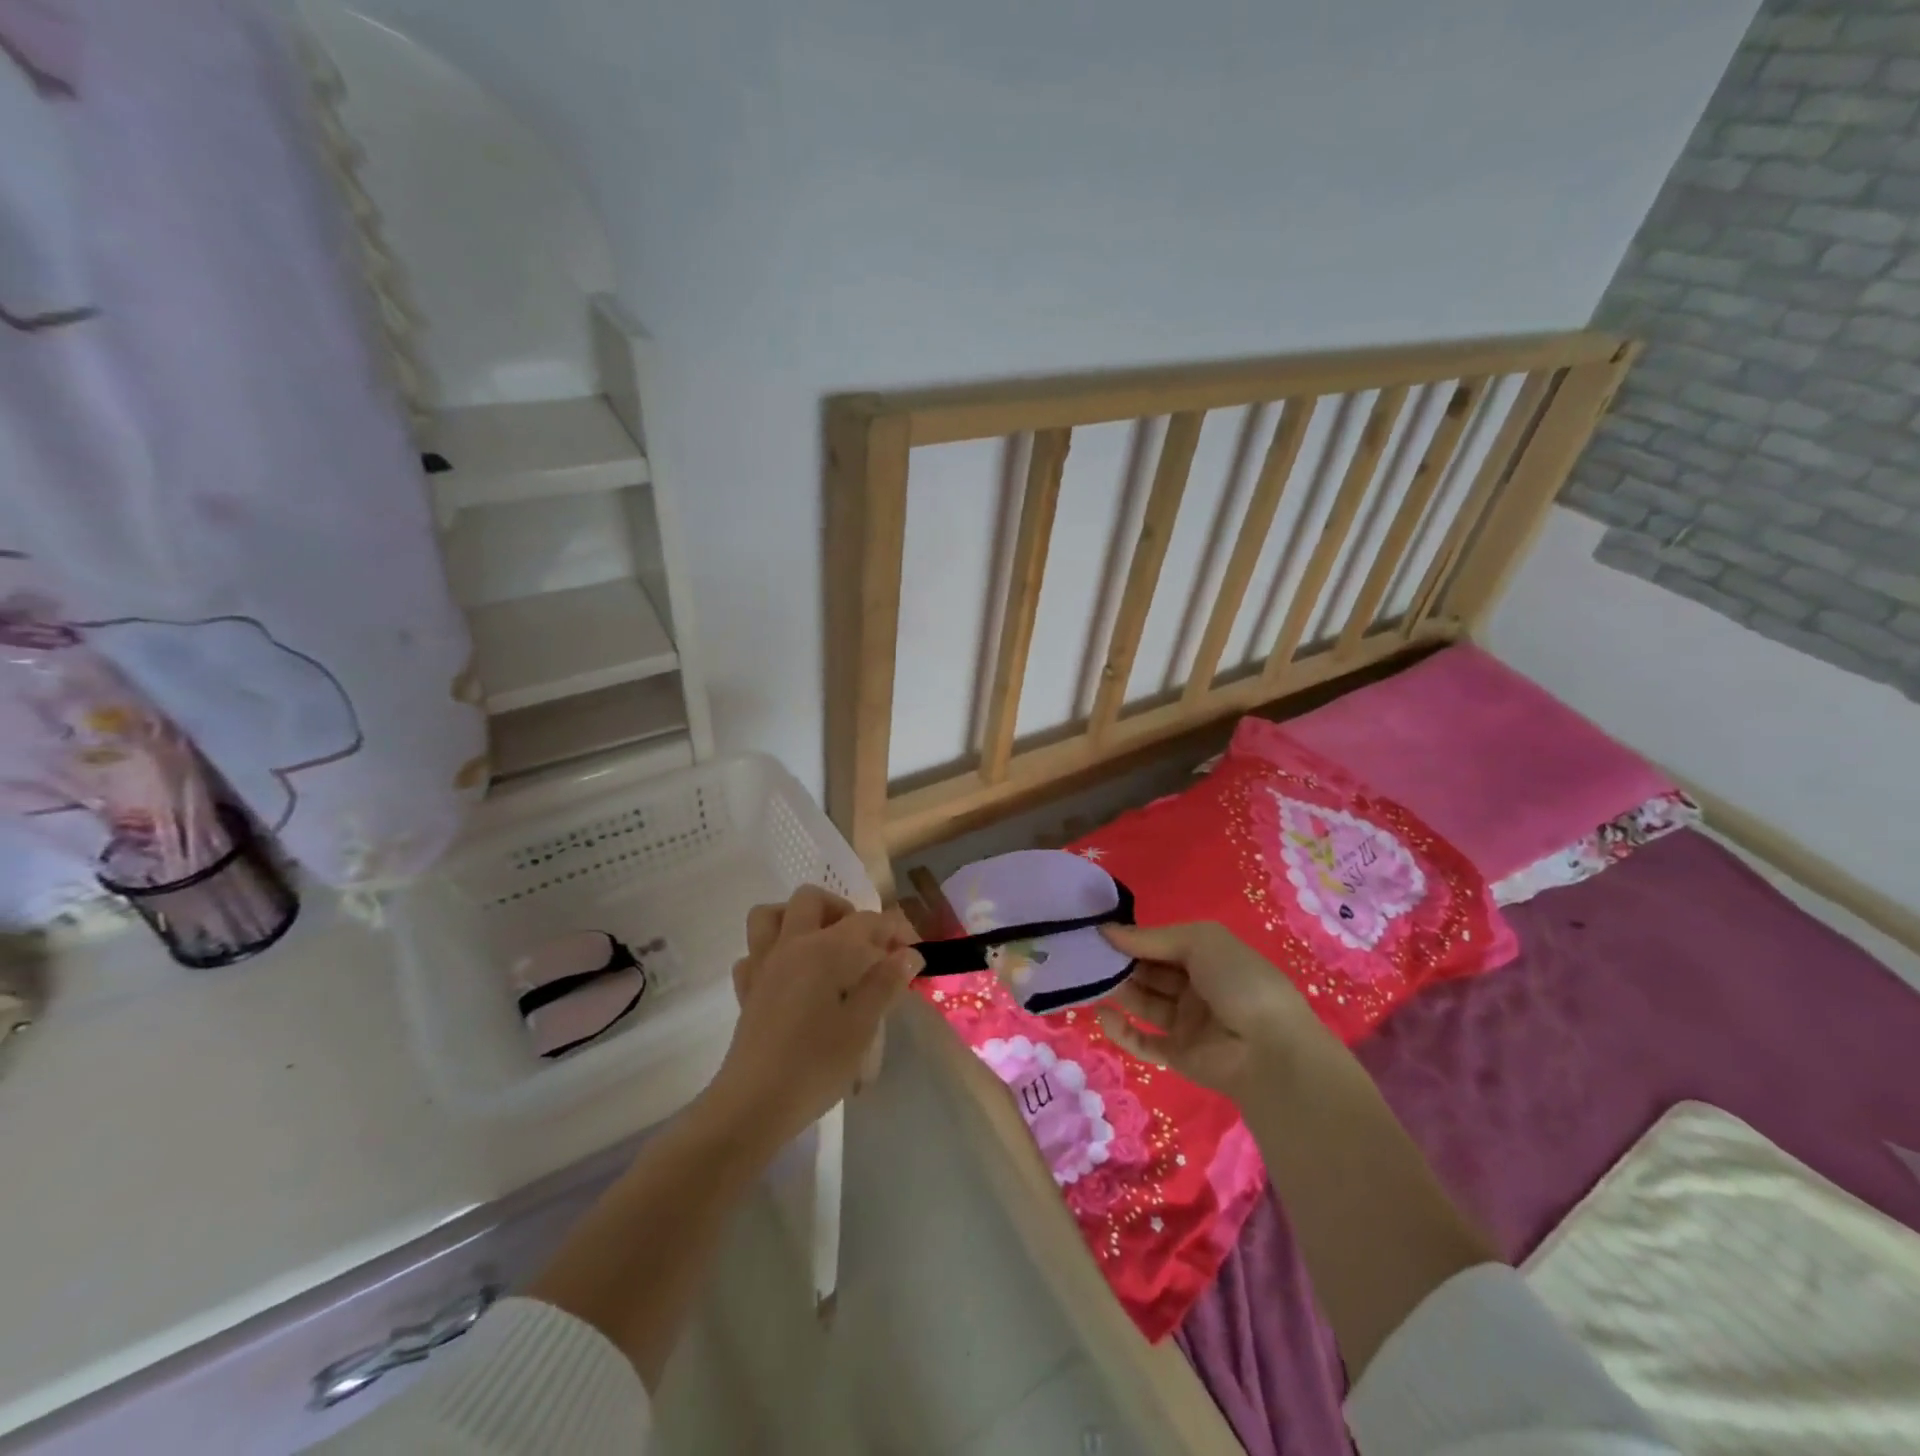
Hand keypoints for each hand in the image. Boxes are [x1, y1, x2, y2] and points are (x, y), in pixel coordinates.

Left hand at [703, 886, 921, 1148]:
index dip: (896, 930)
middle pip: (812, 900)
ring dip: (797, 919)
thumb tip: (908, 954)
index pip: (868, 921)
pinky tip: (790, 977)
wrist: (754, 1104)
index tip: (914, 953)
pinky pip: (753, 954)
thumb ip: (885, 984)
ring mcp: (763, 966)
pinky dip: (771, 953)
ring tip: (823, 946)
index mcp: (825, 950)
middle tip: (864, 945)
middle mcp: (792, 945)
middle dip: (842, 911)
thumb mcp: (862, 1026)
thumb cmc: (816, 1065)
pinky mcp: (747, 991)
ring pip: (770, 915)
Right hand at [1094, 921, 1336, 1101]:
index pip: (1160, 944)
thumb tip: (1106, 930)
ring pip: (1143, 1002)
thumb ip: (1151, 938)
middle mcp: (1196, 987)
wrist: (1270, 1052)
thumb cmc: (1239, 982)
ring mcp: (1187, 1023)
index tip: (1096, 932)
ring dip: (1116, 991)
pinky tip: (1103, 1015)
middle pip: (1149, 972)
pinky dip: (1121, 1030)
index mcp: (1207, 957)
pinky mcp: (1178, 1055)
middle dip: (1119, 963)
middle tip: (1084, 956)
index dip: (1131, 938)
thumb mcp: (1200, 941)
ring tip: (1086, 980)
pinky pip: (1143, 1041)